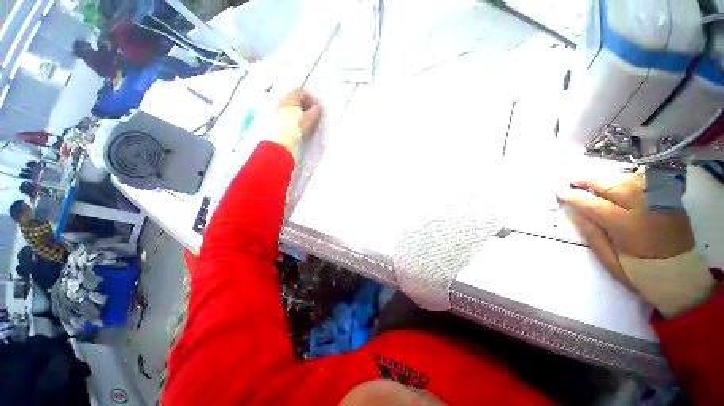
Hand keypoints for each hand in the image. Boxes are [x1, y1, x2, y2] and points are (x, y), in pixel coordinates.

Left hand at [276, 89, 321, 138]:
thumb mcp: (310, 119)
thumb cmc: (297, 127)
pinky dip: (294, 115)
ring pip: (291, 106)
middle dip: (305, 104)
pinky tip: (298, 124)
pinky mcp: (276, 118)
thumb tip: (317, 106)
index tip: (318, 107)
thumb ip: (316, 111)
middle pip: (296, 98)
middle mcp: (283, 100)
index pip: (303, 92)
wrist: (281, 141)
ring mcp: (278, 109)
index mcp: (291, 97)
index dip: (312, 98)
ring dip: (299, 110)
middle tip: (313, 113)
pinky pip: (288, 113)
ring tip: (306, 120)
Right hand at [557, 170, 716, 316]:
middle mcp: (645, 208)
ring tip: (593, 181)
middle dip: (588, 180)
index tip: (560, 192)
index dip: (575, 196)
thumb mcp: (610, 260)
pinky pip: (647, 181)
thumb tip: (574, 212)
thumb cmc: (640, 272)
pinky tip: (619, 181)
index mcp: (628, 227)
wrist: (681, 276)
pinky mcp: (671, 200)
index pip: (594, 204)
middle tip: (572, 180)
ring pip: (629, 179)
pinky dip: (629, 178)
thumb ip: (592, 234)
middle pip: (612, 186)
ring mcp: (661, 201)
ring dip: (608, 178)